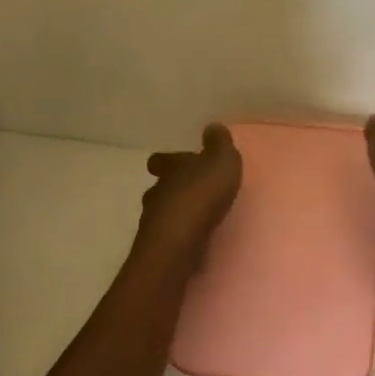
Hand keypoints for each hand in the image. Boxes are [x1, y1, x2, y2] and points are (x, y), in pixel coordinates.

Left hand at [136, 123, 242, 273]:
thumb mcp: (220, 162)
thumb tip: (213, 127)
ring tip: (199, 219)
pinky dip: (180, 236)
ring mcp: (154, 224)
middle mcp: (157, 193)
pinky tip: (195, 240)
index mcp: (170, 169)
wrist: (179, 243)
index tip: (181, 162)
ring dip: (178, 214)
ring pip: (164, 214)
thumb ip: (219, 145)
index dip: (170, 161)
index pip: (163, 160)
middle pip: (162, 188)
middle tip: (195, 192)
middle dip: (176, 189)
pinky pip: (170, 237)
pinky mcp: (159, 249)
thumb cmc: (201, 196)